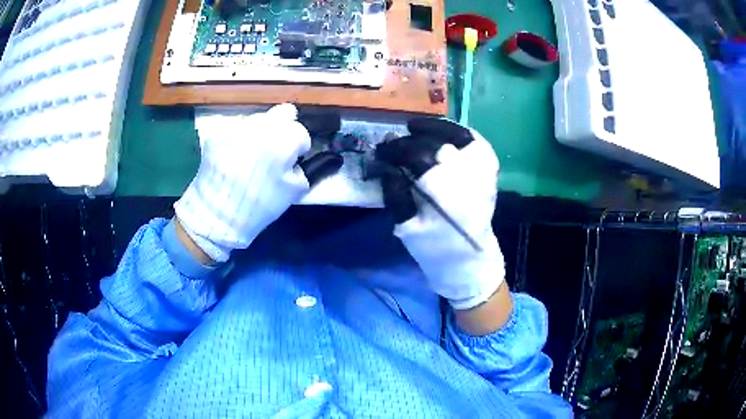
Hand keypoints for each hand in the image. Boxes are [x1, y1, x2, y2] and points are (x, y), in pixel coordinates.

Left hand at [174, 104, 342, 262]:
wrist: (217, 215)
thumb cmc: (260, 205)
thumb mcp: (294, 190)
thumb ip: (311, 167)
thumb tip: (323, 156)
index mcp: (282, 140)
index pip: (300, 131)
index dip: (299, 148)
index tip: (292, 161)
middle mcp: (260, 125)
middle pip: (283, 113)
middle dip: (284, 129)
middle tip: (276, 150)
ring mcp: (236, 126)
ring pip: (259, 119)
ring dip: (261, 131)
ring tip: (252, 155)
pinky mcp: (218, 132)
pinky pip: (237, 127)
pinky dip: (240, 137)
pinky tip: (234, 156)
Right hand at [375, 118, 505, 311]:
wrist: (468, 259)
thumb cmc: (434, 248)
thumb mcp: (407, 227)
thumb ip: (396, 194)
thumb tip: (386, 165)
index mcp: (446, 195)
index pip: (418, 157)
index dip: (396, 150)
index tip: (381, 151)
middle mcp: (469, 179)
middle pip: (438, 144)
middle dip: (411, 140)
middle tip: (394, 142)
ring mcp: (483, 173)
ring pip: (460, 137)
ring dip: (435, 128)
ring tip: (415, 127)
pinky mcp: (490, 173)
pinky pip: (477, 142)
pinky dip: (458, 132)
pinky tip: (443, 133)